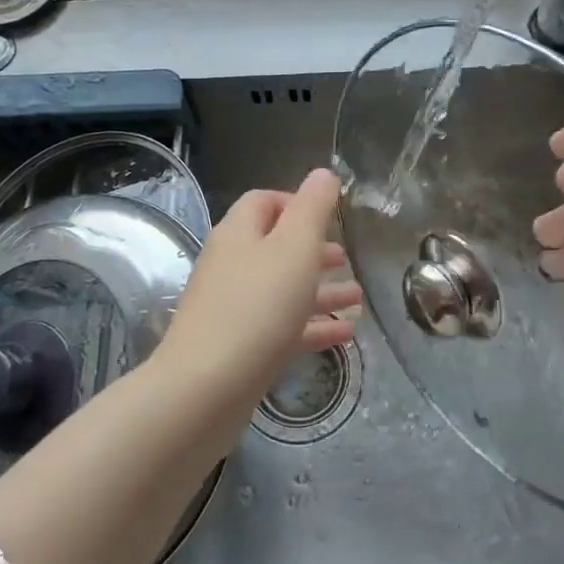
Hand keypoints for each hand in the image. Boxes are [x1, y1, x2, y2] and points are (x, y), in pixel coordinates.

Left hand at [159, 168, 361, 395]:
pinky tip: (345, 336)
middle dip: (313, 251)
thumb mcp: (295, 247)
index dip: (296, 203)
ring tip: (358, 299)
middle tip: (346, 259)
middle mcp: (231, 265)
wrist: (205, 389)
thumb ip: (313, 208)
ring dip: (320, 290)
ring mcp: (231, 308)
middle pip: (274, 247)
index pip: (263, 202)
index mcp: (239, 233)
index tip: (329, 217)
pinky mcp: (238, 347)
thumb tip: (323, 173)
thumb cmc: (257, 307)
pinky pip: (280, 327)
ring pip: (281, 289)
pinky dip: (311, 326)